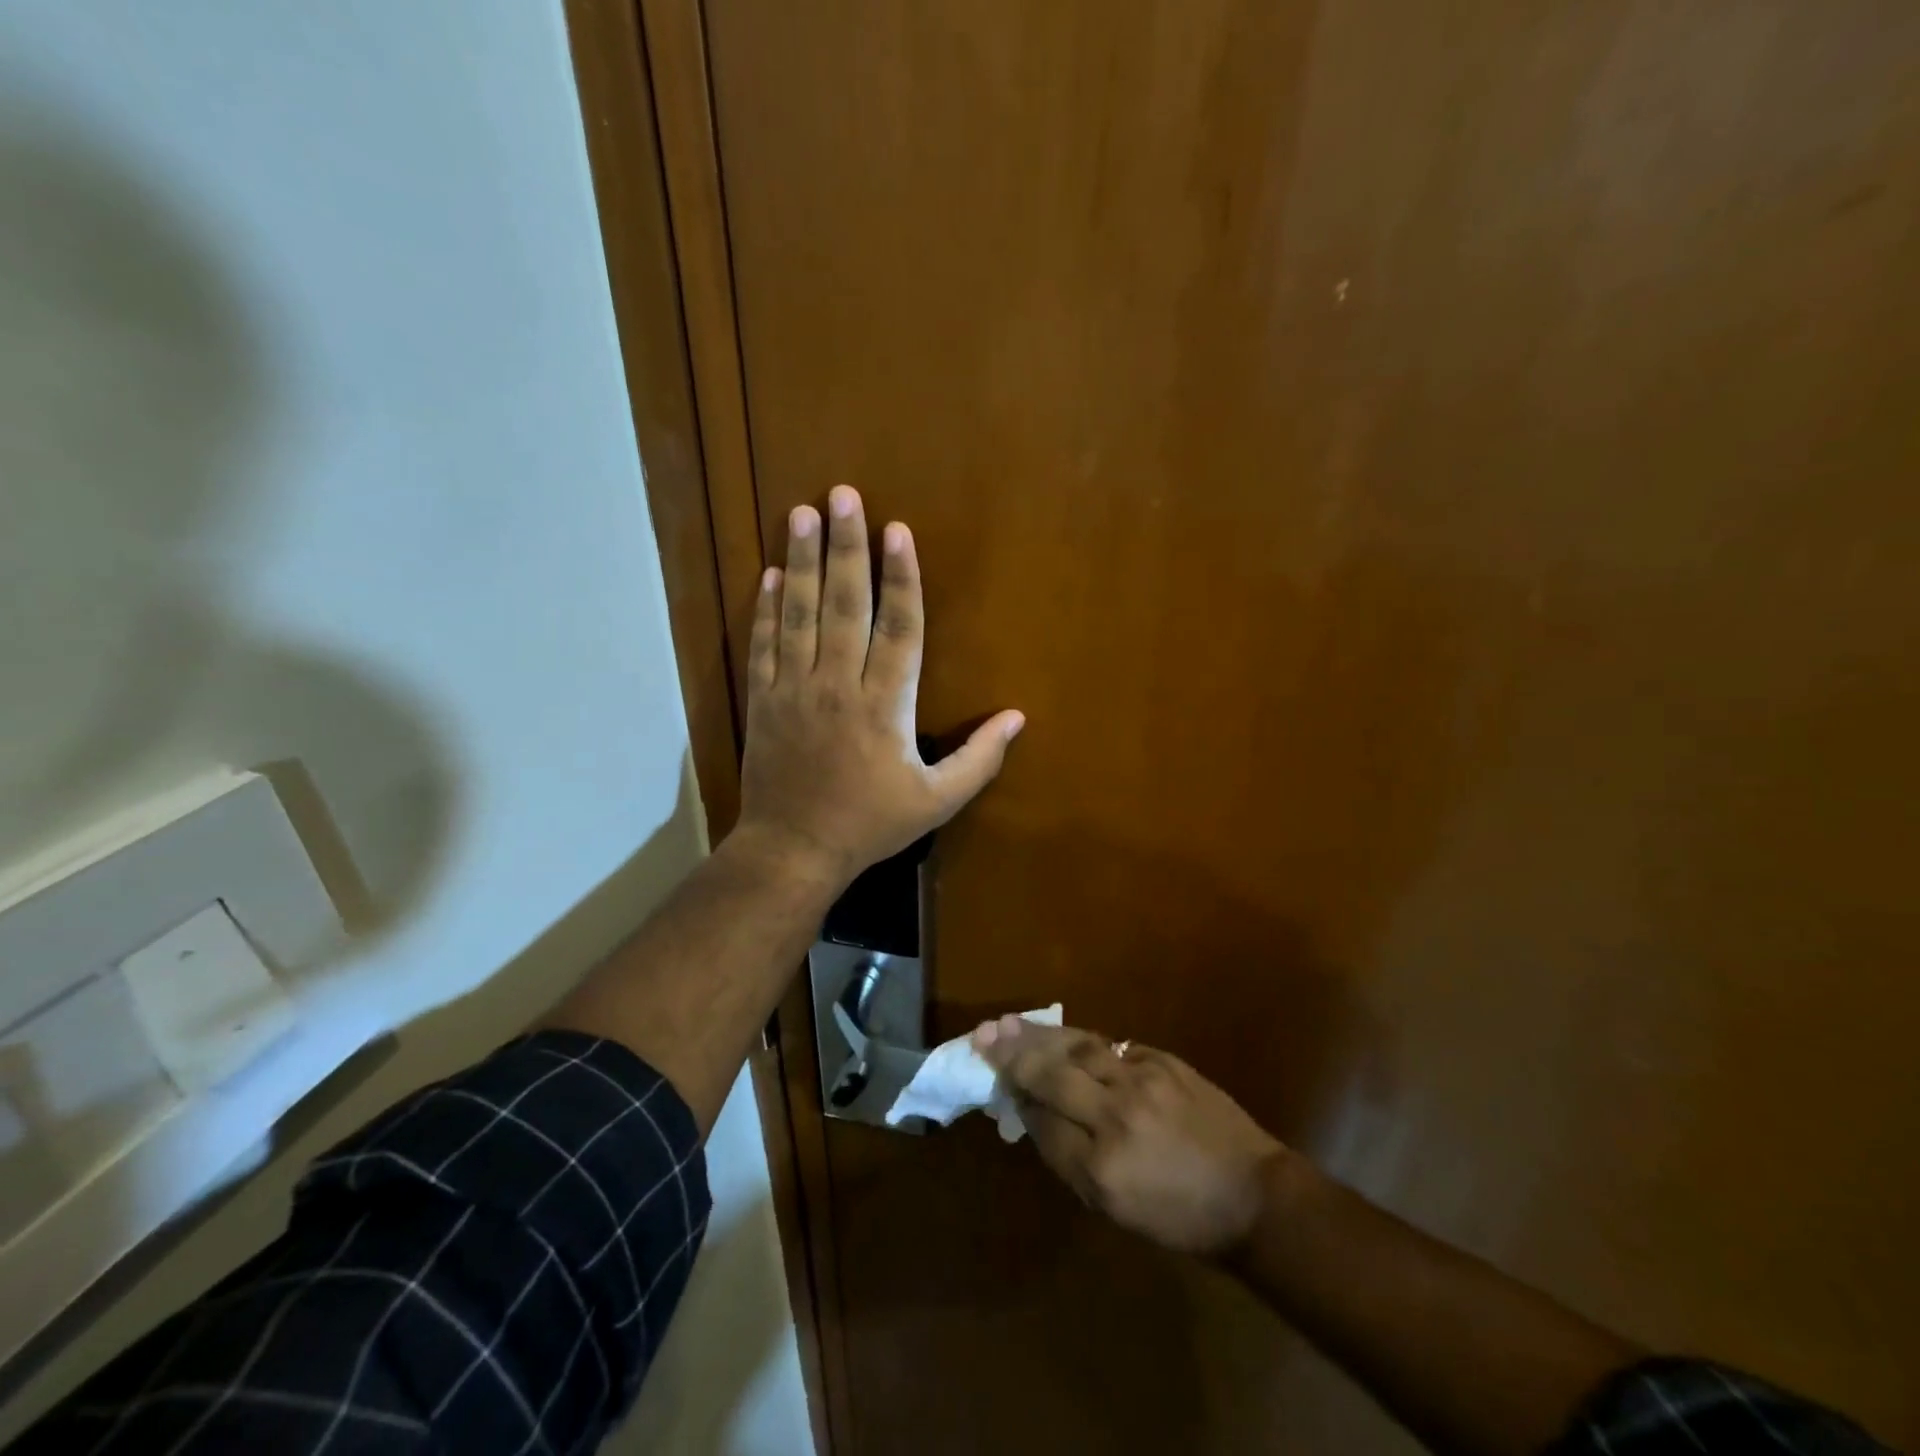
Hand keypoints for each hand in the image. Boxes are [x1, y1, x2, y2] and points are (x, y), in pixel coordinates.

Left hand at [735, 485, 1024, 885]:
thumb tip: (1017, 719)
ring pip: (799, 614)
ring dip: (802, 561)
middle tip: (843, 495)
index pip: (898, 628)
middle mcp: (839, 685)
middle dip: (846, 548)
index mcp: (885, 706)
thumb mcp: (937, 801)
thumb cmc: (871, 824)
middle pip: (845, 605)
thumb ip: (980, 759)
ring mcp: (795, 689)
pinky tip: (770, 573)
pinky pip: (765, 644)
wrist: (794, 849)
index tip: (897, 531)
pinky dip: (766, 607)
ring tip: (803, 513)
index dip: (901, 578)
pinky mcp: (764, 700)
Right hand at [975, 1018, 1286, 1255]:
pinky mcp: (1163, 1061)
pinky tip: (1061, 1034)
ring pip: (1078, 1047)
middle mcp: (1117, 1116)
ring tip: (1009, 1022)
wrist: (1253, 1195)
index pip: (1042, 1121)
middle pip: (1053, 1074)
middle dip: (1014, 1053)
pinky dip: (1080, 1039)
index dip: (1017, 1098)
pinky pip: (1110, 1045)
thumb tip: (1034, 1112)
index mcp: (1102, 1168)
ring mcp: (1142, 1081)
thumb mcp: (1116, 1208)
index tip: (996, 1081)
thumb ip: (1070, 1158)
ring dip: (1040, 1034)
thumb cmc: (1181, 1216)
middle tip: (983, 1034)